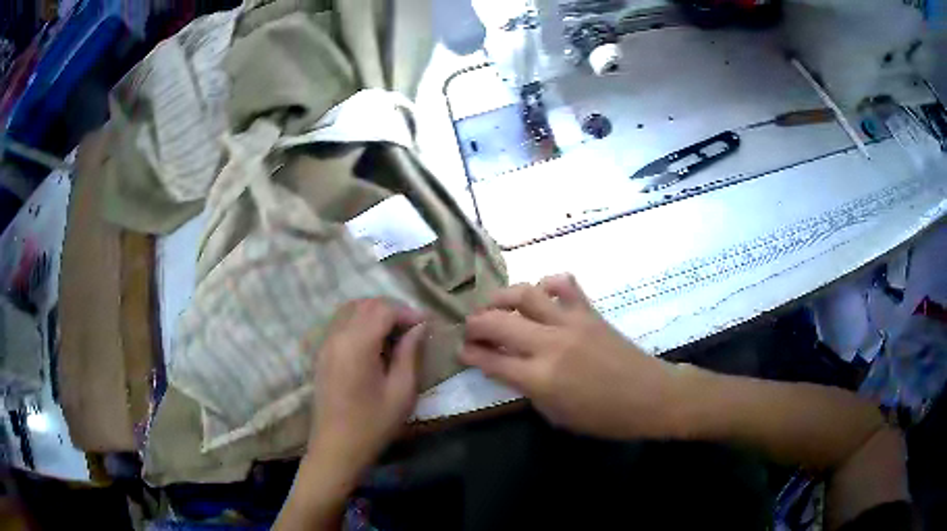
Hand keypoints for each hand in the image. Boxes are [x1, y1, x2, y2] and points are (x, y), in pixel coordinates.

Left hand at [308, 299, 425, 474]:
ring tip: (396, 334)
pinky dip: (360, 322)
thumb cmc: (373, 424)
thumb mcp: (401, 392)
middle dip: (392, 309)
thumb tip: (419, 327)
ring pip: (351, 310)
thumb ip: (409, 354)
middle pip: (365, 304)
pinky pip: (341, 323)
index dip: (407, 312)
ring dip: (375, 314)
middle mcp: (337, 336)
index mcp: (357, 345)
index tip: (427, 325)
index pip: (383, 309)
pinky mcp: (322, 353)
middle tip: (414, 328)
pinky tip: (375, 343)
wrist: (337, 448)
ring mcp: (326, 343)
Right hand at [461, 274, 680, 439]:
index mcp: (539, 379)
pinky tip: (542, 294)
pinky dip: (547, 284)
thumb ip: (529, 390)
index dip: (470, 353)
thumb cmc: (603, 417)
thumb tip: (512, 369)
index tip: (461, 349)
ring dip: (502, 297)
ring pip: (525, 295)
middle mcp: (549, 345)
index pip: (491, 359)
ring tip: (495, 304)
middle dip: (475, 323)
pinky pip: (564, 285)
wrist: (649, 396)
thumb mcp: (557, 415)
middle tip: (471, 328)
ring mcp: (570, 323)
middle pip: (498, 322)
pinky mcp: (589, 312)